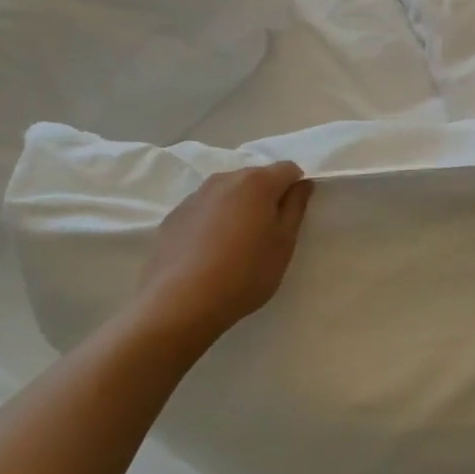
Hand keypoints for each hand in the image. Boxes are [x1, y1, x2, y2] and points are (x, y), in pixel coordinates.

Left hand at [134, 163, 312, 352]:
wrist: (179, 304)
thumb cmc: (245, 272)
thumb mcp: (284, 243)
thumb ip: (296, 206)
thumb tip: (301, 184)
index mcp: (257, 182)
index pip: (288, 169)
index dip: (296, 188)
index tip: (292, 217)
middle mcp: (224, 179)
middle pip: (256, 177)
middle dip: (266, 196)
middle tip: (266, 232)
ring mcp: (195, 196)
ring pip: (228, 192)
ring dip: (238, 207)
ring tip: (236, 243)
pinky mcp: (173, 217)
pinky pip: (204, 209)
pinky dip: (213, 220)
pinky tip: (209, 252)